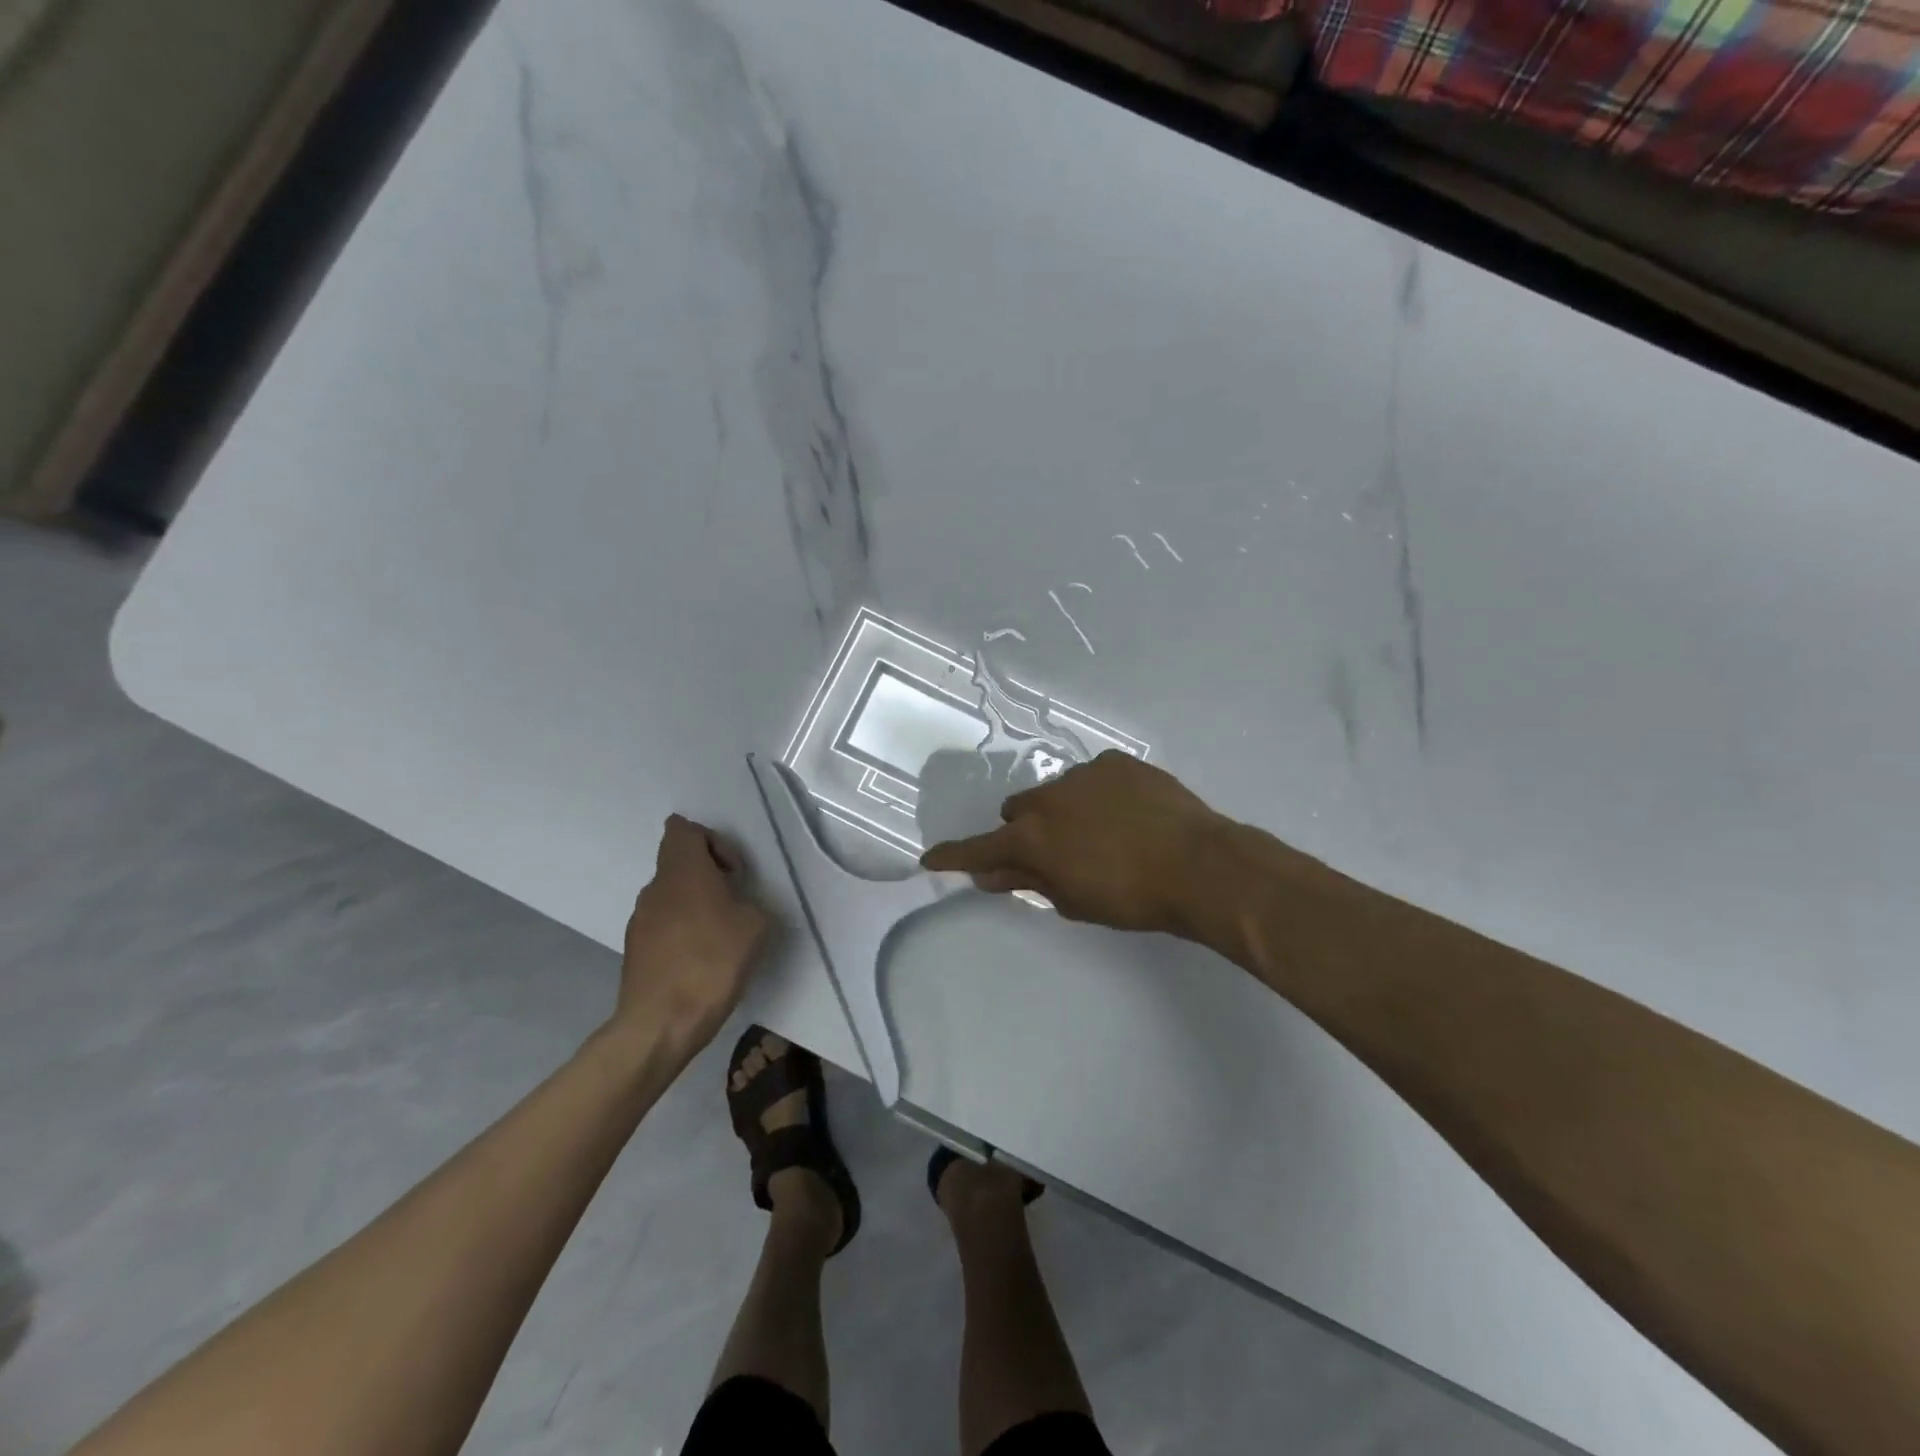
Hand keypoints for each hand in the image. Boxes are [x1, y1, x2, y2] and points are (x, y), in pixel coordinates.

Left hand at [614, 815, 772, 1050]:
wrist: (661, 1023)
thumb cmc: (712, 962)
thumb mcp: (755, 926)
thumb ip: (749, 902)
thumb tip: (737, 905)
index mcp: (683, 871)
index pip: (683, 829)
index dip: (711, 840)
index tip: (732, 870)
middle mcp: (655, 887)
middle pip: (678, 861)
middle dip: (708, 874)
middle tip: (734, 902)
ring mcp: (640, 919)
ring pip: (671, 894)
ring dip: (696, 903)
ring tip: (721, 935)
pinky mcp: (635, 948)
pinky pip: (663, 923)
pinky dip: (683, 930)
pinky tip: (702, 960)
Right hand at [921, 750, 1232, 937]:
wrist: (1199, 865)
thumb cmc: (1131, 897)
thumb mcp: (1073, 900)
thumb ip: (1027, 881)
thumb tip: (989, 873)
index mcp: (1032, 837)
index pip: (979, 849)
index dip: (954, 856)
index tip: (931, 859)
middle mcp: (1048, 798)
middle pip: (1018, 812)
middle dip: (1027, 832)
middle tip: (1058, 854)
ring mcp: (1083, 774)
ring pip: (1056, 792)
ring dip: (1064, 811)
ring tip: (1105, 834)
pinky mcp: (1117, 762)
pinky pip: (1093, 777)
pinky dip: (1098, 795)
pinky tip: (1128, 813)